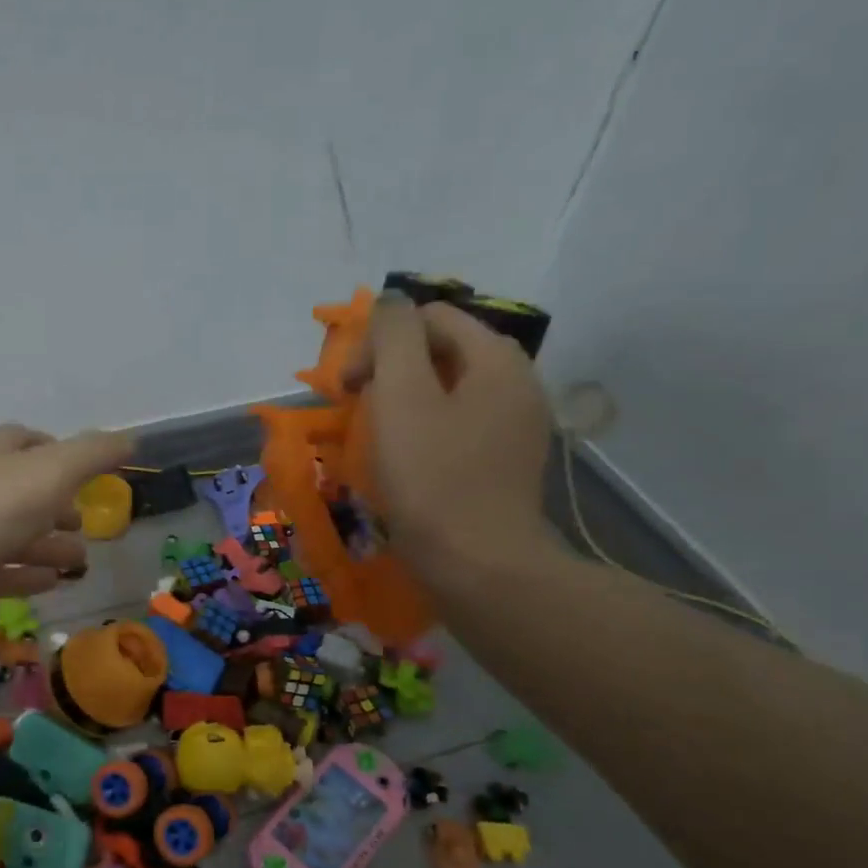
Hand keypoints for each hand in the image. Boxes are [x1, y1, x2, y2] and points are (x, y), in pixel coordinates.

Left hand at [0, 423, 133, 647]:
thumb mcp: (50, 473)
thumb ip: (92, 455)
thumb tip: (130, 439)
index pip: (23, 442)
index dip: (53, 450)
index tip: (83, 468)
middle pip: (20, 494)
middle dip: (54, 505)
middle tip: (86, 522)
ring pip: (13, 538)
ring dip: (47, 545)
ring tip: (81, 561)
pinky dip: (27, 577)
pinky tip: (52, 583)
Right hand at [347, 299, 553, 584]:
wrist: (479, 565)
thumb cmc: (432, 478)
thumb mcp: (402, 395)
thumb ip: (393, 337)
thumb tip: (390, 301)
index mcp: (497, 358)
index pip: (430, 317)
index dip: (380, 342)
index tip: (350, 389)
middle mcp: (518, 382)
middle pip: (442, 351)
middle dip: (392, 370)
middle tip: (358, 410)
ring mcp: (517, 425)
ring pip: (449, 390)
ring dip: (405, 401)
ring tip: (377, 436)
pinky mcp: (506, 462)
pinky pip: (459, 425)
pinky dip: (426, 430)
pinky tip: (407, 462)